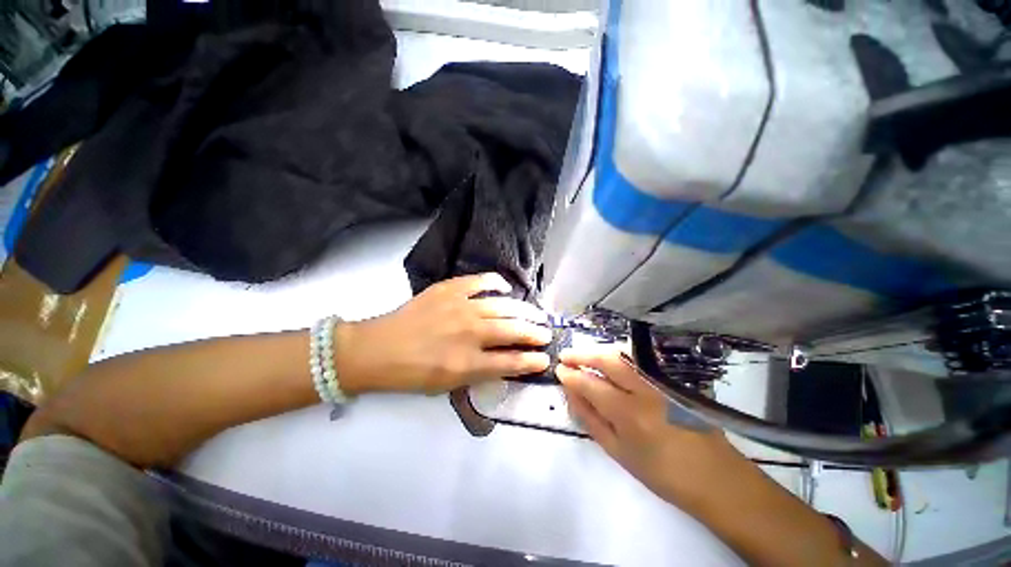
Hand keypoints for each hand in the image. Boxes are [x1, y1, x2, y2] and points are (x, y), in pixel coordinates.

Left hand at [336, 273, 551, 394]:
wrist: (378, 349)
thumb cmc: (412, 373)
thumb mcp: (448, 385)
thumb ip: (480, 373)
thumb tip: (507, 362)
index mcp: (467, 363)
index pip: (511, 361)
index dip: (532, 360)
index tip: (545, 358)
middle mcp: (469, 333)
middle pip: (513, 330)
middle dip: (535, 333)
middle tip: (546, 333)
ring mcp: (460, 307)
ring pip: (504, 306)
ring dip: (525, 311)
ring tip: (536, 314)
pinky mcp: (449, 289)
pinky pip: (480, 281)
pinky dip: (496, 283)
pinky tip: (505, 288)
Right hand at [557, 346, 751, 512]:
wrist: (716, 478)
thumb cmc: (662, 473)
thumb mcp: (618, 453)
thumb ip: (590, 419)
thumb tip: (570, 394)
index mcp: (630, 416)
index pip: (591, 385)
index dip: (571, 375)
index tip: (559, 370)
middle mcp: (646, 392)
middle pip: (608, 360)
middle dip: (582, 354)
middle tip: (566, 356)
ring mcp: (663, 382)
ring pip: (624, 355)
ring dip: (599, 351)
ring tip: (583, 356)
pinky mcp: (674, 379)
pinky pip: (639, 360)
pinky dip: (619, 356)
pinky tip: (609, 360)